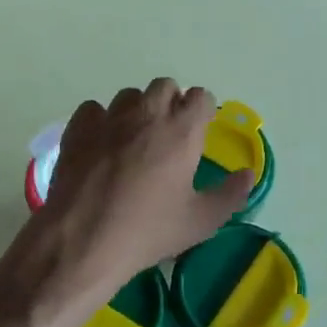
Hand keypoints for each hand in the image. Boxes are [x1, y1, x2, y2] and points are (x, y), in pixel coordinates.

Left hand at [0, 80, 254, 326]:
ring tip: (133, 140)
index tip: (199, 131)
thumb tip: (248, 174)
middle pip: (165, 87)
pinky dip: (101, 121)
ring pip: (129, 96)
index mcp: (182, 131)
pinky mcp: (79, 127)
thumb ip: (230, 194)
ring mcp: (110, 117)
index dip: (202, 111)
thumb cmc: (149, 231)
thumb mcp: (200, 221)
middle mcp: (147, 113)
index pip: (200, 96)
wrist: (84, 240)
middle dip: (170, 103)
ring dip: (136, 110)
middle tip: (167, 135)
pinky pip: (94, 109)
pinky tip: (100, 146)